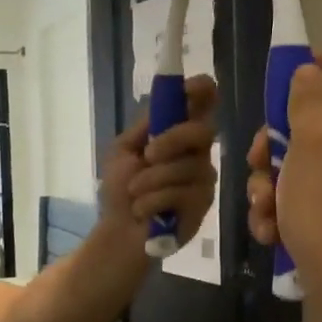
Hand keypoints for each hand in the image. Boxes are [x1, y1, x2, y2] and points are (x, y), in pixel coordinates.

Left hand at [101, 75, 219, 244]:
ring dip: (150, 181)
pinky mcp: (203, 206)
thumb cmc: (120, 191)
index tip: (195, 88)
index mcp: (178, 135)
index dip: (203, 91)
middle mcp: (197, 153)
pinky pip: (181, 194)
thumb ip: (145, 127)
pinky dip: (152, 202)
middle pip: (202, 131)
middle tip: (147, 155)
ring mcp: (203, 180)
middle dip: (173, 140)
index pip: (202, 105)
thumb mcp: (123, 152)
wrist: (118, 232)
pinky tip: (143, 212)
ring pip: (187, 167)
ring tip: (134, 194)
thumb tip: (165, 101)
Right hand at [246, 53, 321, 297]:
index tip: (288, 77)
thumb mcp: (312, 141)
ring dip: (268, 184)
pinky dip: (278, 213)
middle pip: (311, 123)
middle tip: (258, 157)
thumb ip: (308, 100)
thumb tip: (309, 71)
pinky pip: (296, 201)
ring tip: (264, 207)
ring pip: (294, 166)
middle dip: (274, 141)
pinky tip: (269, 231)